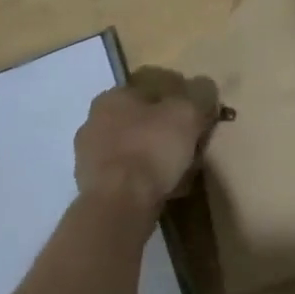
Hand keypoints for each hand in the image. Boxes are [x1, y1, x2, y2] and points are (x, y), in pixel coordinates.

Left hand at [74, 66, 218, 213]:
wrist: (118, 206)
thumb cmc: (151, 148)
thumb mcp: (186, 114)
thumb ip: (199, 96)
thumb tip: (205, 87)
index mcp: (113, 97)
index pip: (150, 90)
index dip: (177, 101)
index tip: (196, 117)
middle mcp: (94, 123)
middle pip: (141, 121)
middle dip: (165, 131)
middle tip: (190, 144)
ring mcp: (89, 158)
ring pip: (134, 150)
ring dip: (155, 157)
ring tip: (182, 171)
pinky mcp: (92, 189)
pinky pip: (127, 177)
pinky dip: (145, 181)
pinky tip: (165, 190)